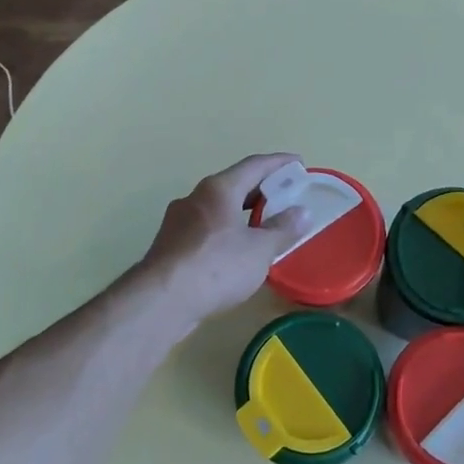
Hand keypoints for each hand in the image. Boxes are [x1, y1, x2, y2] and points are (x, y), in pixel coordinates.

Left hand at [137, 154, 308, 328]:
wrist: (161, 301)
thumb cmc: (216, 266)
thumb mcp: (259, 250)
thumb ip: (283, 229)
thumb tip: (303, 212)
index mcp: (219, 189)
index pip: (255, 165)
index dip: (279, 163)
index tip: (298, 163)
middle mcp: (196, 197)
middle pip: (234, 184)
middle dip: (261, 189)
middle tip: (286, 196)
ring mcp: (178, 220)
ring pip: (218, 207)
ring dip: (242, 212)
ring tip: (264, 225)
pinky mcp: (170, 244)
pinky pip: (206, 228)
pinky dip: (226, 230)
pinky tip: (236, 250)